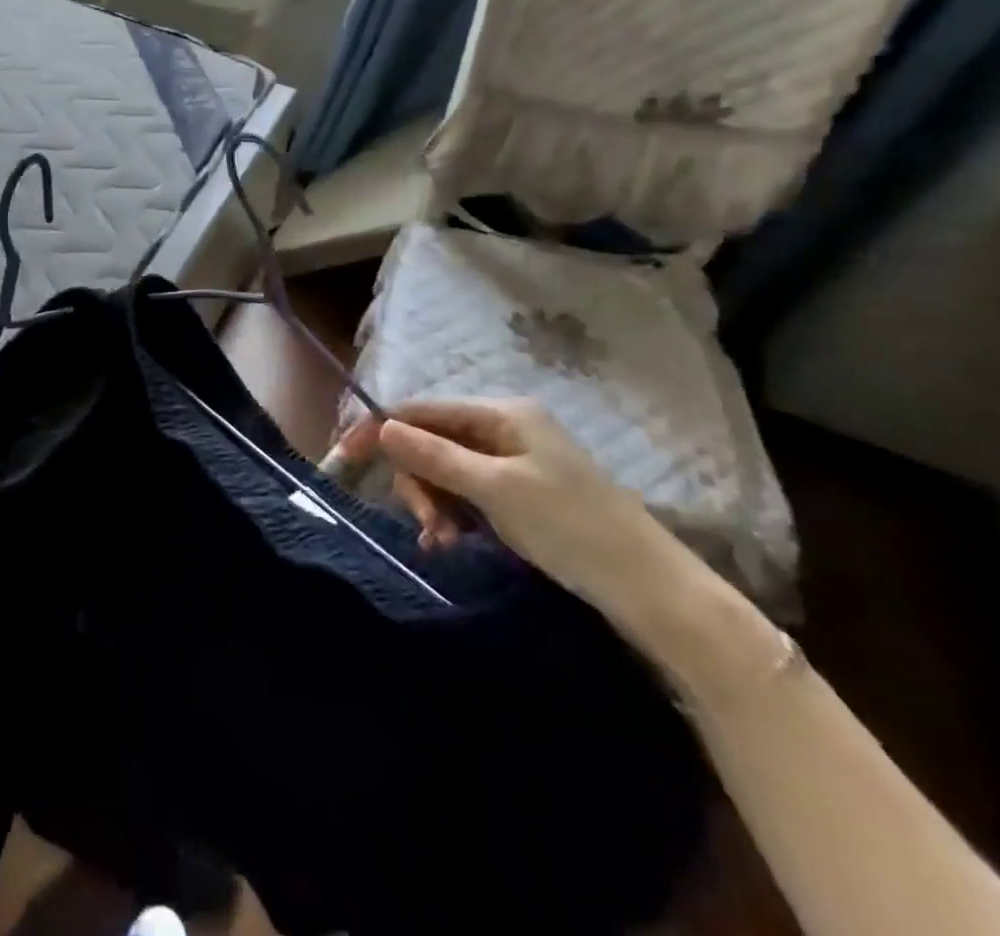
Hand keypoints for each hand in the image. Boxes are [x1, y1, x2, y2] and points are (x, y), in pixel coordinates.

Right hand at [332, 399, 699, 635]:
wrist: (652, 590)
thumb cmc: (572, 528)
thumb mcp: (495, 490)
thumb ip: (434, 456)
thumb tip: (382, 427)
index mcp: (502, 413)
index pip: (423, 409)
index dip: (383, 428)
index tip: (346, 454)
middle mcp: (505, 429)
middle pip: (432, 442)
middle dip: (419, 481)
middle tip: (427, 526)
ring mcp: (514, 462)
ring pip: (447, 471)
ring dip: (435, 504)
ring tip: (444, 542)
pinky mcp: (521, 494)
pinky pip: (468, 494)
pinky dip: (454, 515)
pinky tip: (452, 542)